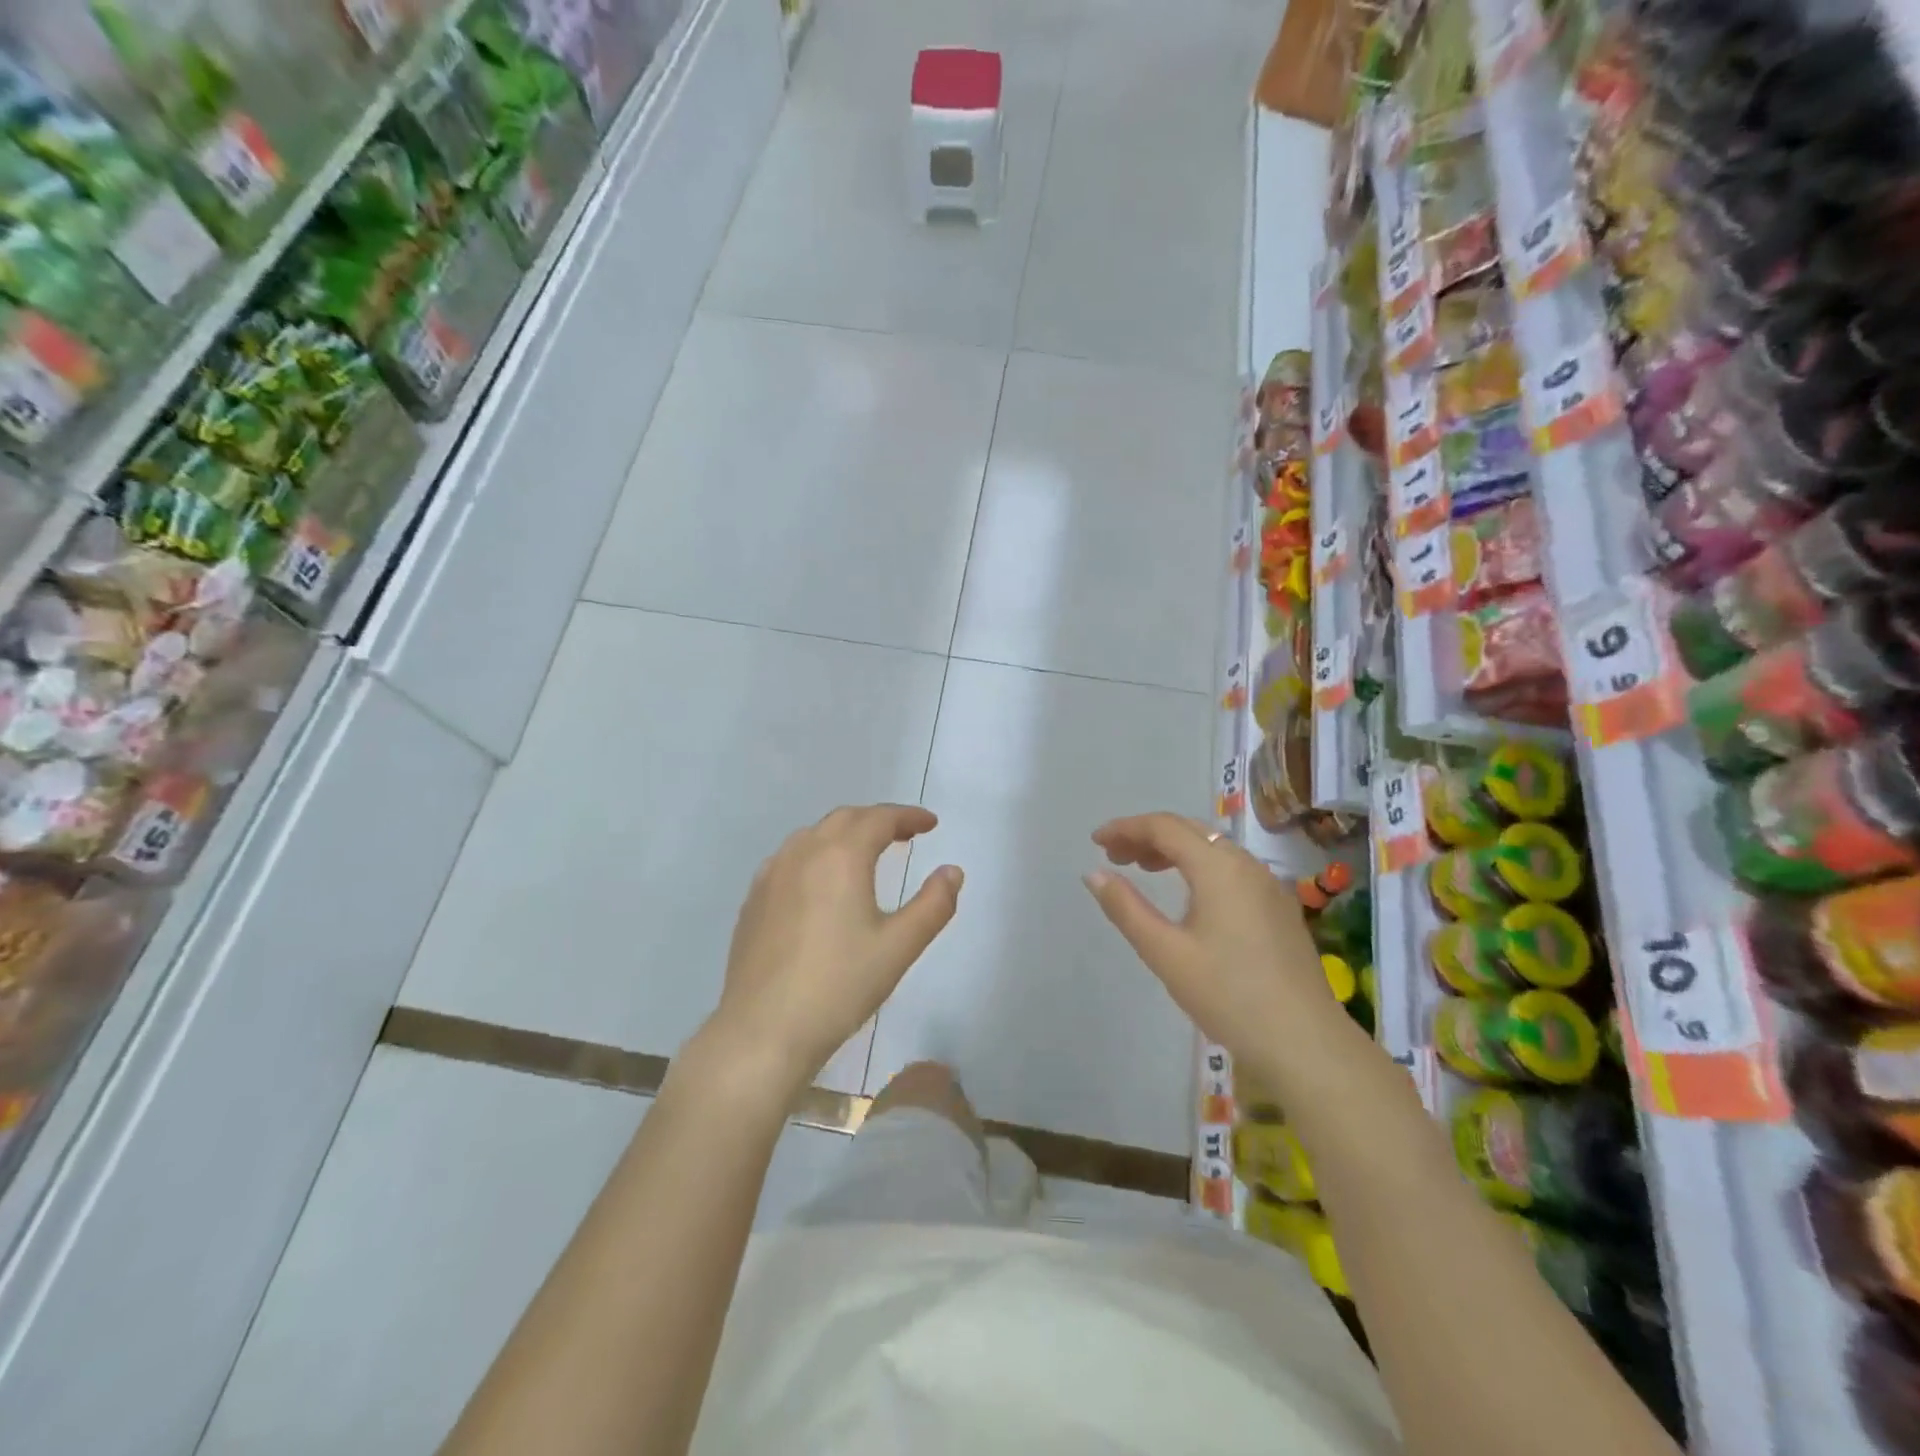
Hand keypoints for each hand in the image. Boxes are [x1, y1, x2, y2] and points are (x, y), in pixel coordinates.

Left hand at [704, 804, 961, 1098]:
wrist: (763, 1030)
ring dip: (845, 834)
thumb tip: (952, 871)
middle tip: (905, 835)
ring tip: (866, 854)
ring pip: (813, 835)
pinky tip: (821, 883)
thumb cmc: (839, 986)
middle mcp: (803, 853)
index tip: (930, 824)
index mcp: (841, 856)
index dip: (908, 816)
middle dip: (878, 820)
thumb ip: (933, 904)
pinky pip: (790, 859)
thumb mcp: (899, 947)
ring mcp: (771, 875)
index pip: (879, 818)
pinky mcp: (753, 900)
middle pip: (845, 819)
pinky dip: (815, 854)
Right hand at [1083, 813, 1350, 1074]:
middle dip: (1148, 836)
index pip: (1164, 827)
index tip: (1096, 842)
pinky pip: (1231, 868)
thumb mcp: (1166, 953)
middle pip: (1190, 831)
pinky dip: (1198, 866)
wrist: (1305, 1042)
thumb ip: (1126, 908)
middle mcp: (1247, 864)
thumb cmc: (1228, 995)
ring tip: (1142, 870)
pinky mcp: (1279, 907)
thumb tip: (1094, 873)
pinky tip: (1187, 894)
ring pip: (1213, 848)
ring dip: (1174, 850)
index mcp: (1219, 867)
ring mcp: (1268, 885)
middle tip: (1114, 856)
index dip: (1126, 828)